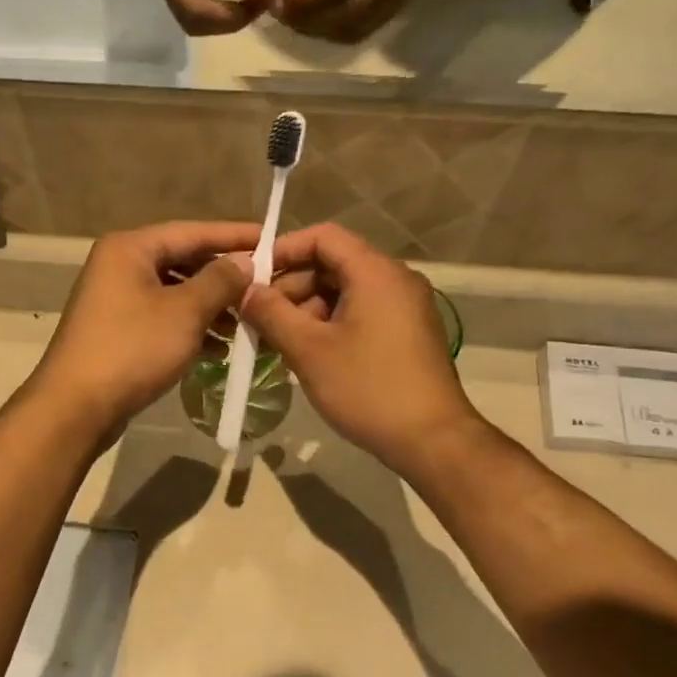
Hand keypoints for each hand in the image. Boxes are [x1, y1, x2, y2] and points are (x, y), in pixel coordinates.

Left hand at [29, 221, 261, 437]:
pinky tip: (219, 348)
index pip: (192, 232)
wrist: (76, 407)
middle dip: (224, 278)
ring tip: (246, 323)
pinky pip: (163, 319)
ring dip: (210, 307)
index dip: (234, 237)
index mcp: (130, 248)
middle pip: (183, 261)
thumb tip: (245, 262)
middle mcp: (119, 266)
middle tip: (265, 286)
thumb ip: (220, 281)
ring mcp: (115, 300)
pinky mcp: (118, 332)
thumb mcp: (185, 312)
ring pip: (174, 294)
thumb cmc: (132, 349)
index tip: (272, 240)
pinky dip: (190, 329)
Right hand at [241, 224, 486, 475]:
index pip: (323, 236)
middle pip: (333, 264)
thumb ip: (271, 314)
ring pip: (345, 292)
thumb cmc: (367, 388)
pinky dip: (330, 325)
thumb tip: (245, 290)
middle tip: (259, 319)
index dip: (283, 250)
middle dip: (291, 287)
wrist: (431, 439)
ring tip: (278, 342)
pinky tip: (307, 354)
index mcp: (376, 272)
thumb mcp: (309, 350)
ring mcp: (405, 308)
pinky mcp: (407, 334)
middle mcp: (395, 280)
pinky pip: (361, 314)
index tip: (252, 278)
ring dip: (307, 310)